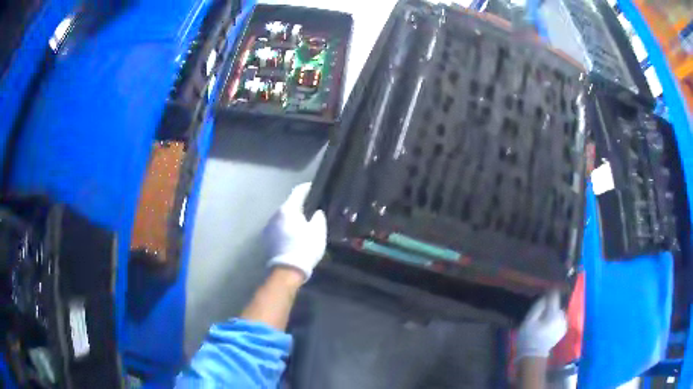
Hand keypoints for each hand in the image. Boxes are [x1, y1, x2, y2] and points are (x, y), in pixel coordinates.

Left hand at [264, 183, 326, 280]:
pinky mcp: (267, 238)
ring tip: (303, 224)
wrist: (287, 271)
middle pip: (289, 205)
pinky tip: (294, 235)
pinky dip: (286, 228)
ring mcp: (268, 227)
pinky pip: (279, 227)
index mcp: (288, 210)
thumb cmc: (305, 248)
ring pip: (283, 217)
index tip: (314, 187)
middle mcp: (275, 215)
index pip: (298, 192)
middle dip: (300, 206)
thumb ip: (318, 217)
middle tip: (312, 209)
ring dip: (292, 218)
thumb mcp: (318, 231)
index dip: (307, 188)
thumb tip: (316, 212)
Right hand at [516, 290, 566, 359]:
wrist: (533, 356)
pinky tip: (549, 325)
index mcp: (554, 313)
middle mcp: (562, 317)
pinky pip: (560, 319)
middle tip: (542, 310)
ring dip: (553, 312)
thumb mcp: (528, 321)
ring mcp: (564, 324)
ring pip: (559, 312)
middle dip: (551, 306)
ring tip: (545, 318)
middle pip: (557, 305)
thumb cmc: (529, 338)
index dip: (550, 293)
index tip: (546, 291)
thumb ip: (538, 307)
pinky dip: (556, 319)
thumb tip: (545, 297)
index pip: (555, 297)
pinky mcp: (563, 330)